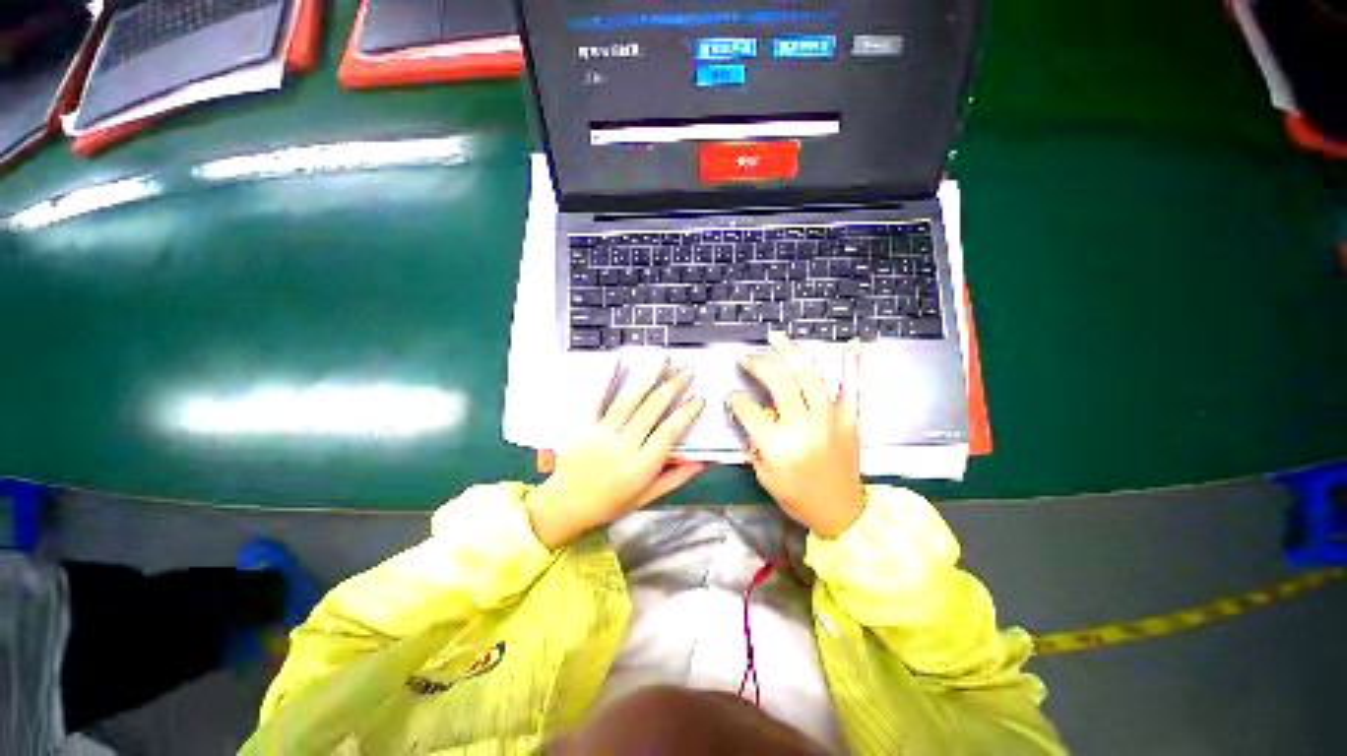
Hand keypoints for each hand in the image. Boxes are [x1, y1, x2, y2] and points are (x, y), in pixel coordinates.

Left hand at [526, 359, 706, 548]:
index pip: (669, 433)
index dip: (686, 413)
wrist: (566, 505)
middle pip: (652, 409)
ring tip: (663, 359)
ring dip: (648, 376)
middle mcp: (623, 446)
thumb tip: (704, 461)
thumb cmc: (610, 503)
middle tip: (687, 371)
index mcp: (641, 467)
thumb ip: (676, 478)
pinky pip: (596, 398)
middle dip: (673, 386)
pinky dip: (607, 378)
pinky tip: (618, 360)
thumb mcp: (647, 497)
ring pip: (629, 399)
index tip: (698, 398)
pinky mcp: (582, 425)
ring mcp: (601, 433)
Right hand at [728, 333, 864, 538]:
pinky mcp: (849, 419)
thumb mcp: (764, 475)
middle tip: (747, 357)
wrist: (841, 511)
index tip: (733, 395)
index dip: (737, 400)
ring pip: (809, 377)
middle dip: (759, 365)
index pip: (749, 410)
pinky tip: (850, 345)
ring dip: (791, 353)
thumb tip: (751, 417)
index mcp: (778, 445)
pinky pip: (851, 388)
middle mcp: (803, 427)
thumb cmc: (797, 496)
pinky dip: (851, 366)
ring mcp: (830, 419)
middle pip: (779, 383)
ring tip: (777, 337)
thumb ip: (755, 443)